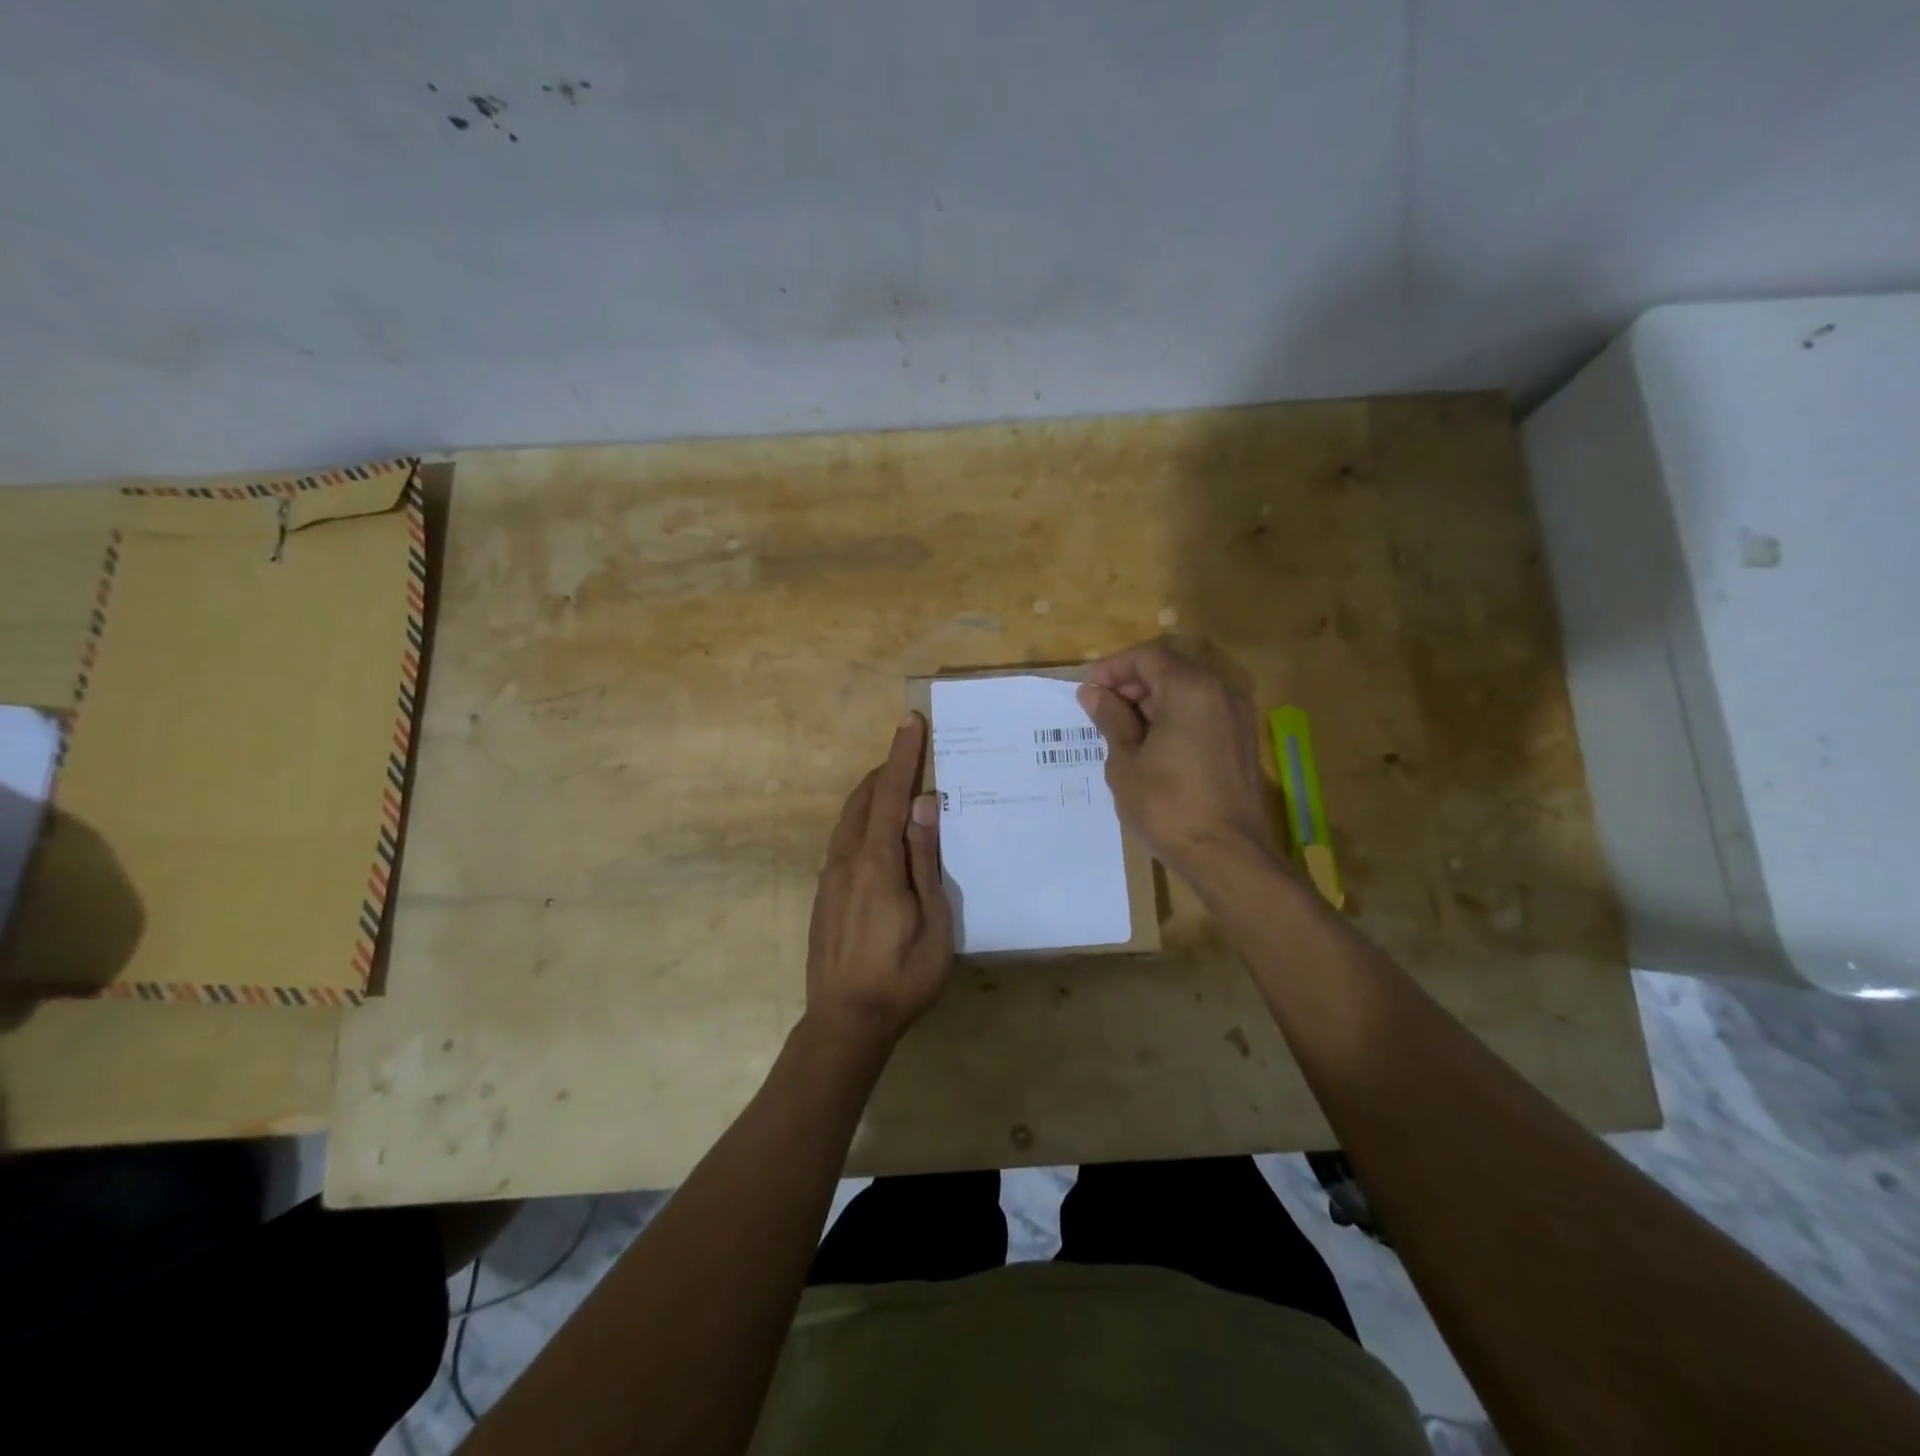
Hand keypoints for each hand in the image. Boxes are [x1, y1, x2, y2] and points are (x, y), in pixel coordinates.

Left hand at [805, 712, 953, 1043]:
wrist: (845, 1021)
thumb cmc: (902, 974)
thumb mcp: (933, 920)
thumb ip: (925, 859)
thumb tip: (925, 803)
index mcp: (876, 863)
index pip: (891, 794)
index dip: (901, 756)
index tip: (909, 721)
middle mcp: (846, 859)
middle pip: (864, 798)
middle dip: (887, 769)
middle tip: (910, 749)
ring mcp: (829, 877)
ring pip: (849, 818)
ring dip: (873, 793)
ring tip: (897, 783)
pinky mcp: (824, 893)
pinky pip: (844, 839)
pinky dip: (863, 818)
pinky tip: (878, 831)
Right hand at [1076, 639, 1275, 875]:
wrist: (1228, 855)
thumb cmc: (1167, 806)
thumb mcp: (1125, 762)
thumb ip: (1111, 719)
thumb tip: (1092, 693)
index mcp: (1191, 689)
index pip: (1148, 656)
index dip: (1114, 668)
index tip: (1089, 691)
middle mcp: (1220, 692)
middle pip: (1171, 669)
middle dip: (1133, 683)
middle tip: (1102, 712)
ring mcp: (1237, 717)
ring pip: (1188, 691)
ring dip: (1153, 702)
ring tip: (1122, 733)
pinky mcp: (1242, 741)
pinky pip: (1203, 713)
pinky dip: (1175, 718)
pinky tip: (1152, 748)